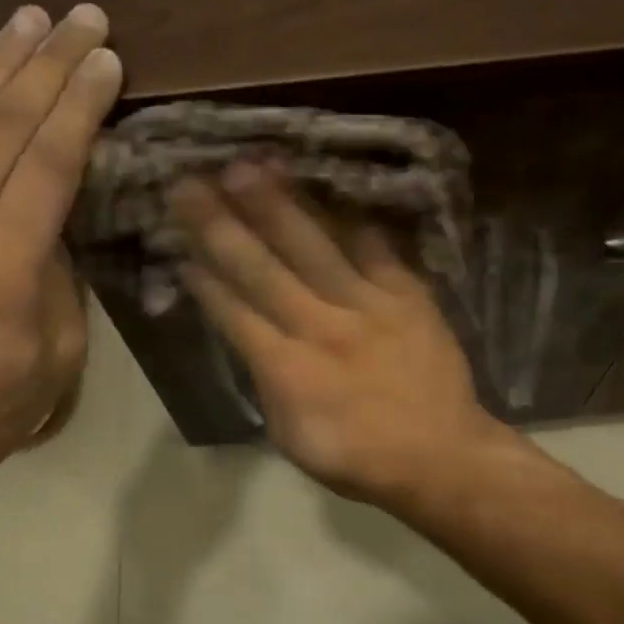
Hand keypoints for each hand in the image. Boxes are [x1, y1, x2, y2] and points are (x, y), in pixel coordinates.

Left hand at [0, 4, 122, 497]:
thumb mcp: (58, 348)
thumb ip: (61, 271)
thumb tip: (59, 216)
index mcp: (2, 261)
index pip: (50, 159)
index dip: (82, 102)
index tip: (108, 57)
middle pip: (4, 123)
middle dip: (47, 62)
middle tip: (82, 14)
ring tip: (28, 18)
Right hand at [170, 165, 502, 504]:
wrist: (443, 456)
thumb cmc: (359, 458)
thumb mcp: (293, 438)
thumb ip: (269, 384)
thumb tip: (252, 342)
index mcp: (288, 371)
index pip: (235, 314)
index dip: (204, 279)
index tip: (179, 245)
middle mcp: (322, 328)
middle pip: (263, 270)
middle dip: (221, 225)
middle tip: (190, 183)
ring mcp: (368, 307)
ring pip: (315, 247)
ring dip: (278, 205)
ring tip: (248, 165)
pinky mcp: (408, 296)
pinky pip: (376, 248)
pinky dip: (351, 219)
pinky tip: (329, 189)